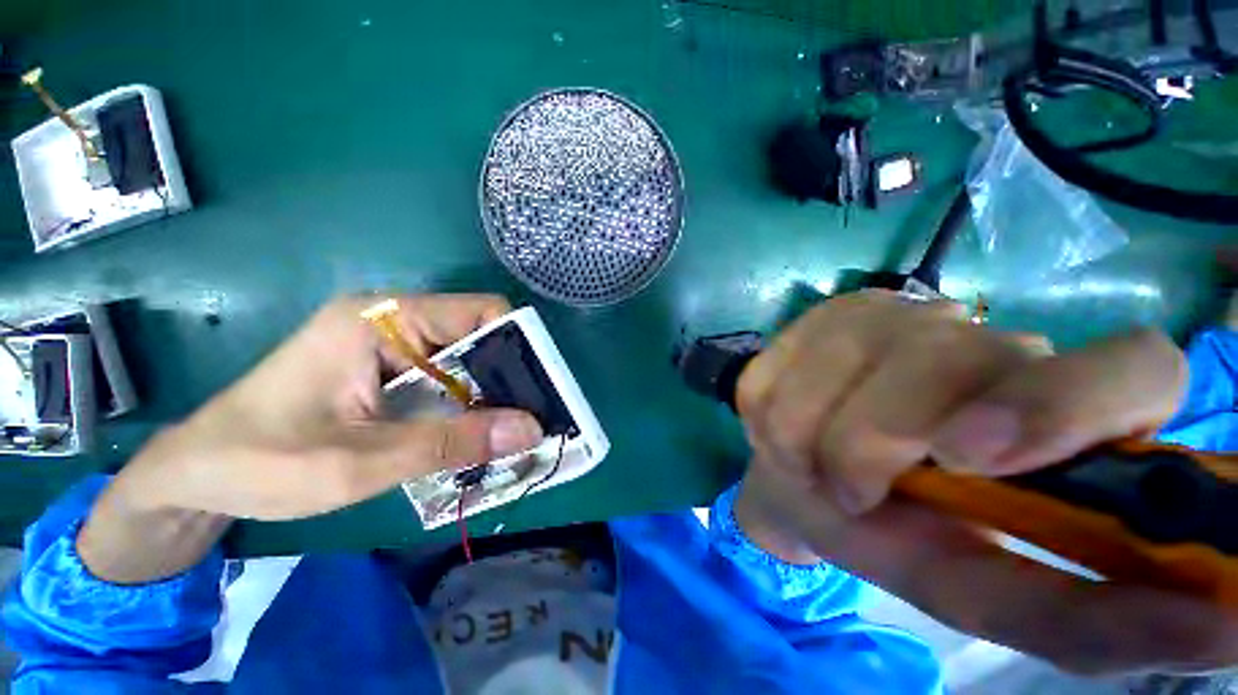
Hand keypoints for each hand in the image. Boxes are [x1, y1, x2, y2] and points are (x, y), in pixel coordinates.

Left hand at [78, 294, 542, 582]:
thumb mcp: (362, 463)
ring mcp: (388, 343)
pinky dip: (468, 401)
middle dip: (509, 375)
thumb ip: (452, 443)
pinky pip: (446, 376)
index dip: (518, 344)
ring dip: (491, 392)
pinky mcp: (385, 366)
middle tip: (533, 416)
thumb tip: (530, 429)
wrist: (194, 476)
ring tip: (512, 427)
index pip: (478, 311)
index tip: (541, 386)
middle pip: (477, 334)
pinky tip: (476, 430)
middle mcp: (390, 320)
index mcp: (380, 319)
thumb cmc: (262, 463)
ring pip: (465, 358)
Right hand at [735, 290, 1237, 674]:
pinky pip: (781, 367)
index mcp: (1053, 404)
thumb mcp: (970, 588)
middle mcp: (978, 338)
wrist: (796, 474)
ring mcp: (884, 315)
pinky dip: (771, 415)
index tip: (976, 459)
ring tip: (808, 468)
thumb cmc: (887, 535)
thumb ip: (1076, 618)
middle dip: (876, 438)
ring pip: (841, 361)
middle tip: (851, 490)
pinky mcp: (814, 319)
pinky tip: (782, 429)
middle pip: (944, 358)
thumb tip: (1226, 628)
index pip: (1132, 365)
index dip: (1061, 407)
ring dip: (810, 437)